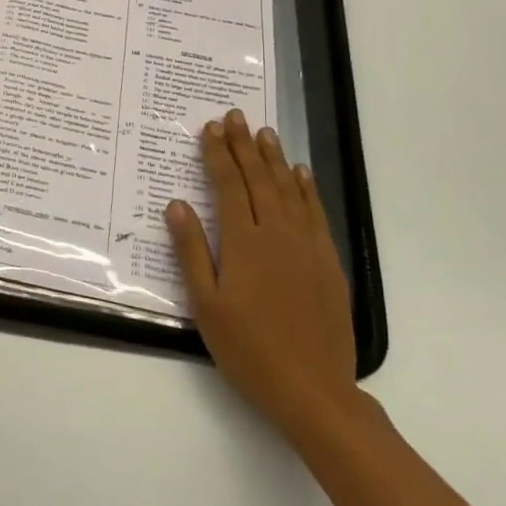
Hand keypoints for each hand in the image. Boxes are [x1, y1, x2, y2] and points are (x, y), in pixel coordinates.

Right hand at [165, 110, 361, 438]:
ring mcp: (308, 246)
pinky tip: (301, 173)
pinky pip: (316, 213)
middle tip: (235, 116)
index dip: (218, 155)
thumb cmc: (249, 349)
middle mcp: (278, 233)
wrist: (313, 388)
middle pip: (259, 179)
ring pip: (289, 189)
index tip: (210, 128)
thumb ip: (191, 251)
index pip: (229, 185)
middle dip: (244, 145)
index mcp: (244, 243)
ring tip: (265, 133)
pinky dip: (307, 188)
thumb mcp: (206, 305)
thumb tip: (176, 204)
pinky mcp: (328, 262)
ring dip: (275, 158)